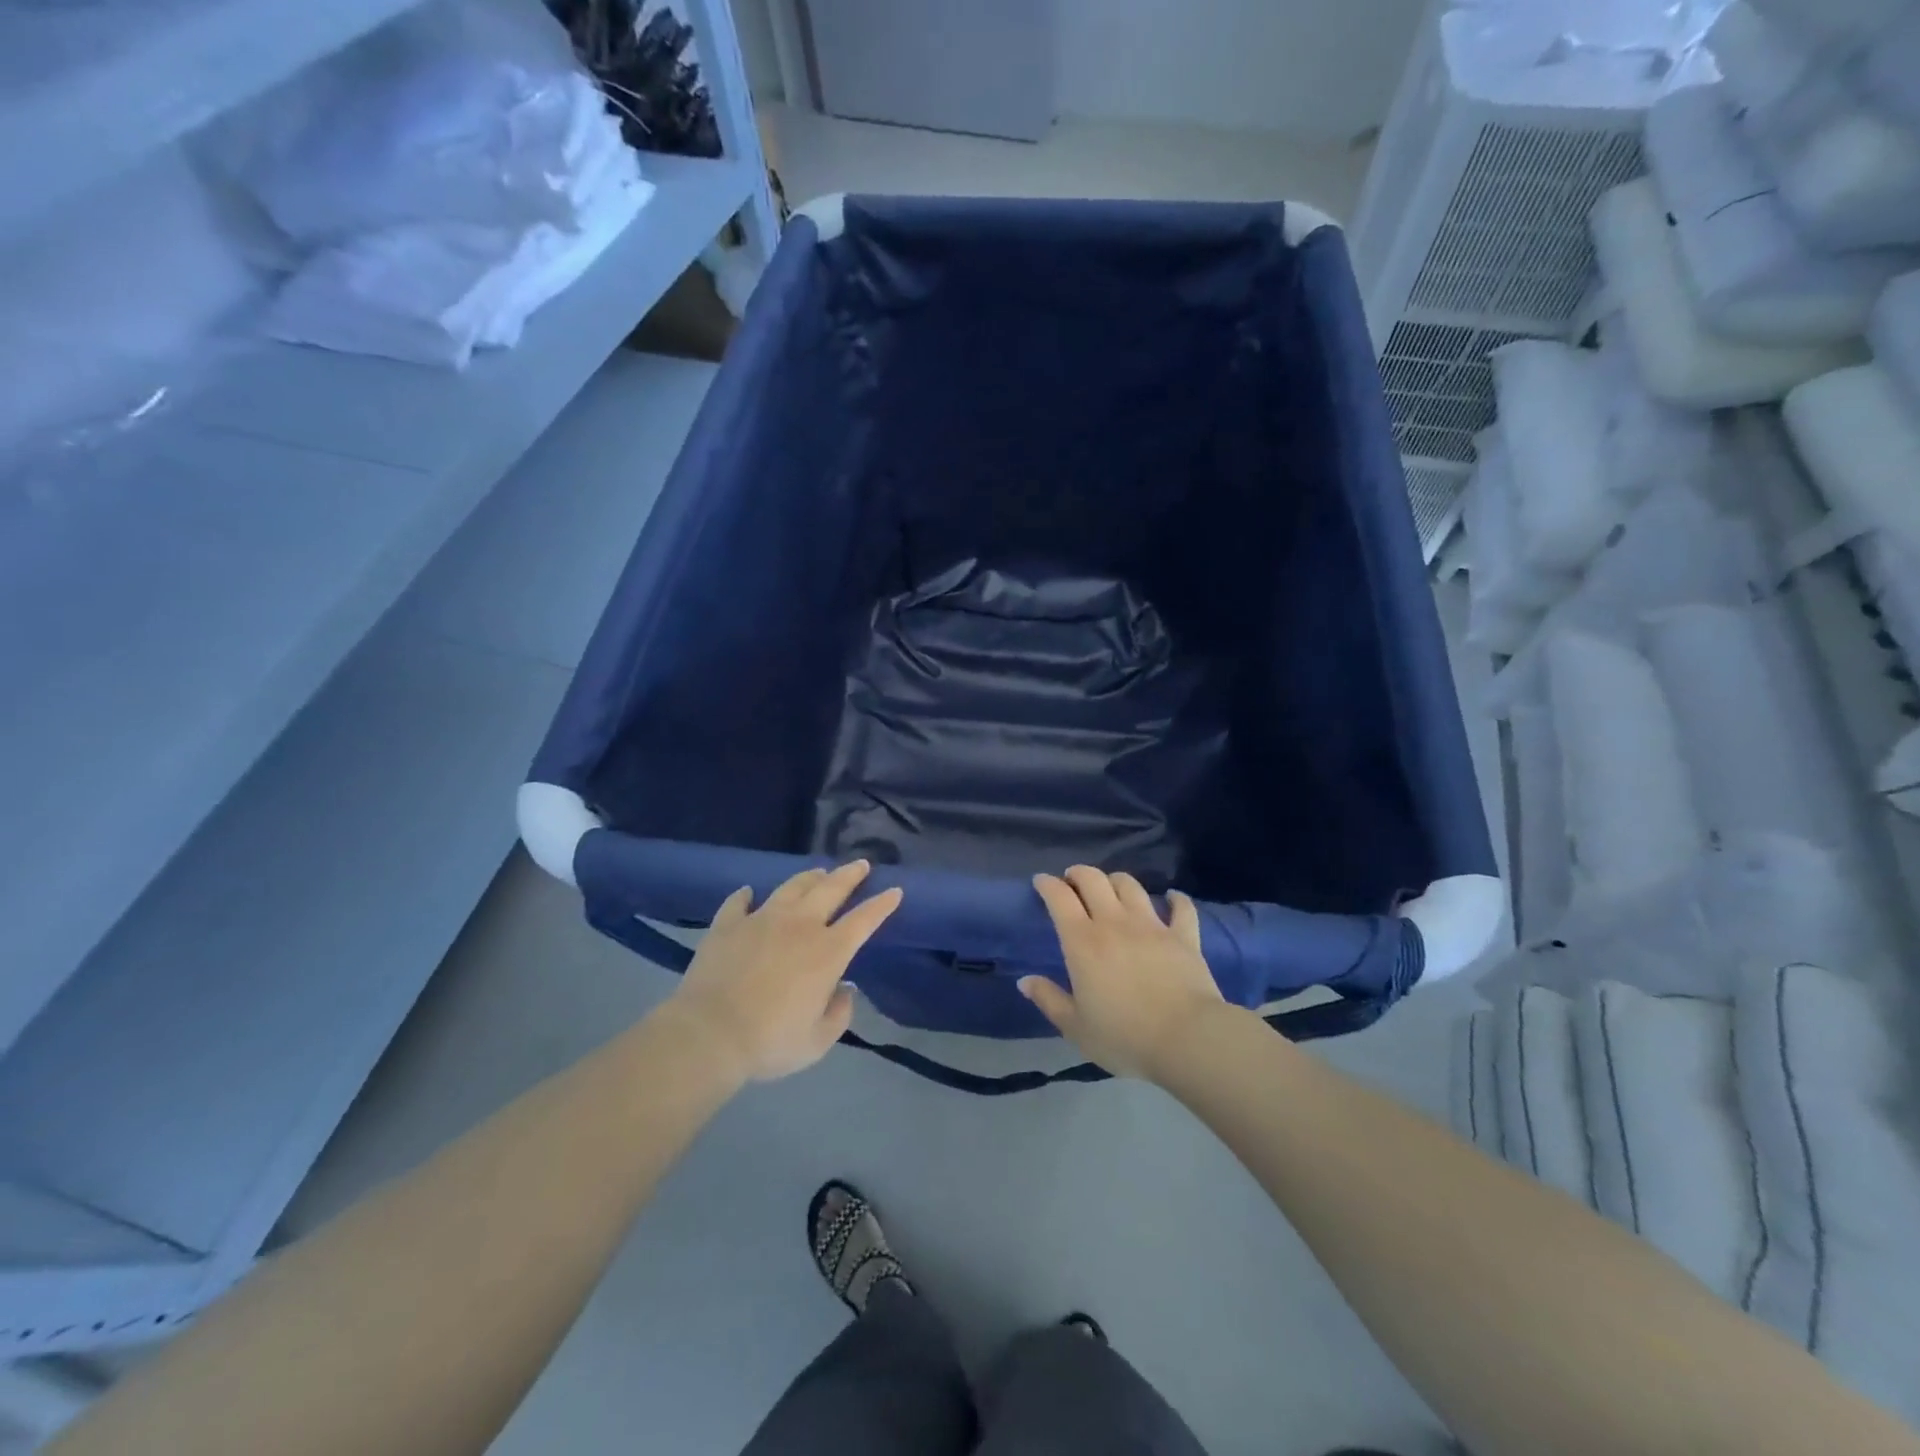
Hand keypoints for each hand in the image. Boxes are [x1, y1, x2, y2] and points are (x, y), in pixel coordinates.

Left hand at [668, 862, 901, 1083]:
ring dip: (809, 877)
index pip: (864, 920)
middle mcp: (799, 925)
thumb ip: (839, 1014)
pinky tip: (748, 893)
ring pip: (791, 887)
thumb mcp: (817, 1041)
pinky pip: (739, 902)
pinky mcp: (728, 925)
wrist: (709, 1034)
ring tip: (818, 872)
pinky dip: (746, 896)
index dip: (882, 904)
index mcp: (828, 952)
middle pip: (831, 889)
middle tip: (861, 864)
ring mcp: (761, 919)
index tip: (895, 891)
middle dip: (850, 875)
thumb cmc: (770, 1042)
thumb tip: (844, 988)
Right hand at [1022, 866, 1225, 1080]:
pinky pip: (1181, 907)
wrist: (1187, 1040)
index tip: (1041, 882)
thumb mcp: (1075, 1027)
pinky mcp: (1184, 936)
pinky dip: (1175, 899)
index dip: (1047, 884)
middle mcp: (1114, 923)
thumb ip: (1049, 999)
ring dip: (1116, 880)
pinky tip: (1172, 897)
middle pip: (1093, 880)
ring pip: (1131, 885)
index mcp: (1083, 942)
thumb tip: (1025, 981)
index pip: (1059, 898)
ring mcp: (1152, 926)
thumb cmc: (1124, 1037)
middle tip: (1072, 880)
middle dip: (1079, 873)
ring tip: (1111, 888)